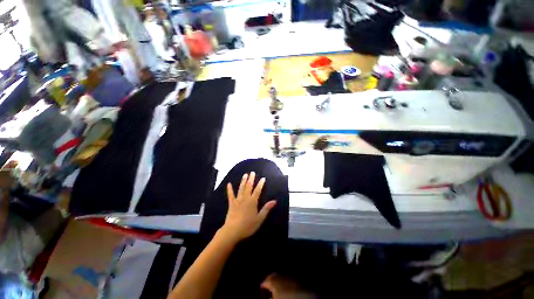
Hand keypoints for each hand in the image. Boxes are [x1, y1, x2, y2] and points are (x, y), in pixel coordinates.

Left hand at [219, 172, 275, 242]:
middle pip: (249, 186)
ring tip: (245, 174)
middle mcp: (245, 198)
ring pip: (241, 188)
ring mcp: (237, 200)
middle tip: (252, 172)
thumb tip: (274, 201)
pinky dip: (229, 189)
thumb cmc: (248, 226)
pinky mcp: (231, 203)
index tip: (263, 178)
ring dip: (243, 181)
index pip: (258, 190)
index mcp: (253, 201)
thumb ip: (266, 209)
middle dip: (251, 179)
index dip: (261, 184)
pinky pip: (230, 195)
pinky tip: (228, 184)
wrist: (233, 231)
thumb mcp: (259, 218)